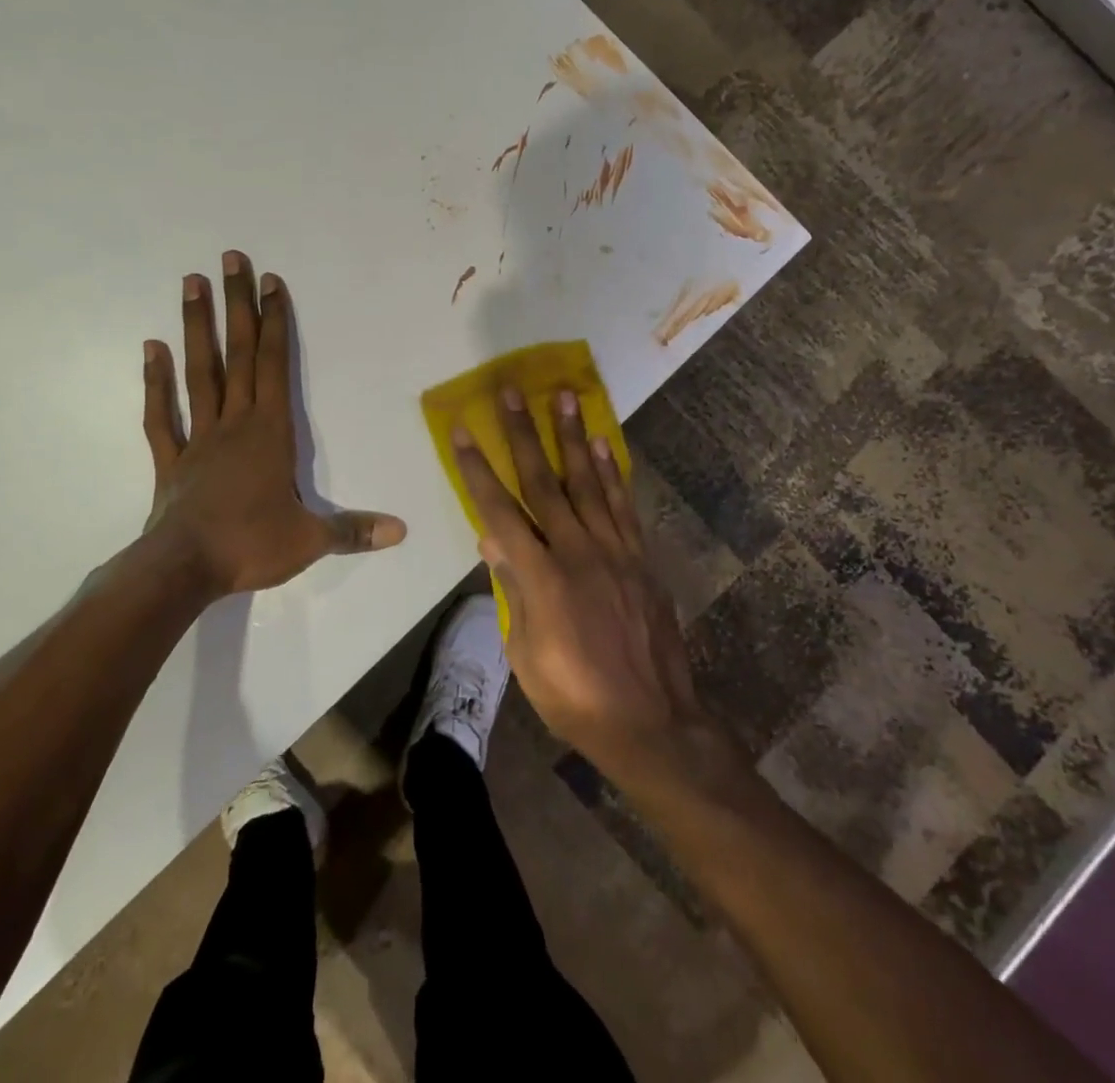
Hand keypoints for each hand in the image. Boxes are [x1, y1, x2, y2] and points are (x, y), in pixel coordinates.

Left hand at [139, 251, 405, 598]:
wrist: (182, 569)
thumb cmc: (250, 546)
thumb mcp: (310, 541)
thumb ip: (354, 530)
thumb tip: (401, 531)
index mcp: (269, 433)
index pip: (274, 366)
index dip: (275, 322)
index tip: (270, 282)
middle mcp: (234, 423)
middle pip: (237, 355)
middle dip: (237, 306)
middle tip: (229, 259)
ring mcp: (198, 438)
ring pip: (198, 373)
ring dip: (196, 327)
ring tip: (192, 283)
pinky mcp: (171, 460)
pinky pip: (161, 415)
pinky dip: (155, 382)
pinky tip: (151, 349)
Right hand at [449, 387, 703, 770]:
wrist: (651, 723)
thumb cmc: (574, 696)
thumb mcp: (525, 654)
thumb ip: (512, 590)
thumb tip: (492, 539)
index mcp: (542, 578)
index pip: (500, 510)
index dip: (478, 468)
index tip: (463, 430)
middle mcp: (578, 552)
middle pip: (545, 482)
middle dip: (523, 434)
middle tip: (512, 392)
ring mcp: (615, 552)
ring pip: (588, 483)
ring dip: (572, 437)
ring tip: (564, 397)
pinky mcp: (640, 559)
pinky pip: (623, 506)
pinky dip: (611, 472)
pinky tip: (602, 445)